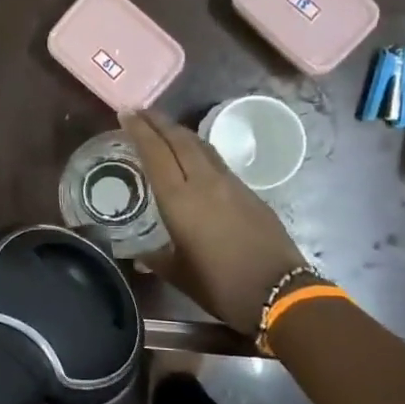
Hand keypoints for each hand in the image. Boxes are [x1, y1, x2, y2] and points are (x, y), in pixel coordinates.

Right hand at [121, 108, 308, 334]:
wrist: (279, 291)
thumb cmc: (221, 286)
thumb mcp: (178, 274)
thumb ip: (156, 259)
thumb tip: (139, 255)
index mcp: (180, 200)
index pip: (156, 153)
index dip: (140, 130)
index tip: (125, 113)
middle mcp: (204, 183)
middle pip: (180, 140)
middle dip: (158, 122)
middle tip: (140, 112)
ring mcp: (231, 184)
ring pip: (201, 146)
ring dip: (180, 133)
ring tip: (163, 129)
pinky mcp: (249, 192)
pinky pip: (217, 161)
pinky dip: (199, 150)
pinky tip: (193, 158)